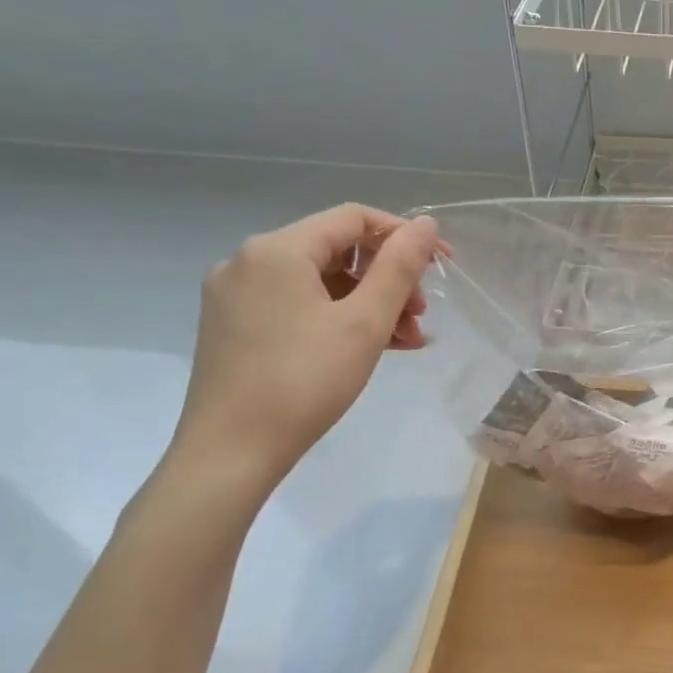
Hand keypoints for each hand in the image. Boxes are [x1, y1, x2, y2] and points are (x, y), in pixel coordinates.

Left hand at [171, 204, 441, 489]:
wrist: (230, 453)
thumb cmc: (305, 381)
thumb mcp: (365, 322)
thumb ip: (399, 267)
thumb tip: (426, 223)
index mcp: (277, 250)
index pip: (353, 218)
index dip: (403, 236)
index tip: (441, 267)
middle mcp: (249, 262)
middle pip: (336, 251)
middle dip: (388, 278)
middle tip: (420, 315)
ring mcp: (236, 296)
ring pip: (319, 283)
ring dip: (368, 303)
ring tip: (405, 340)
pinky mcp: (233, 327)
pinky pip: (298, 306)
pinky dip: (337, 319)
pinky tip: (370, 347)